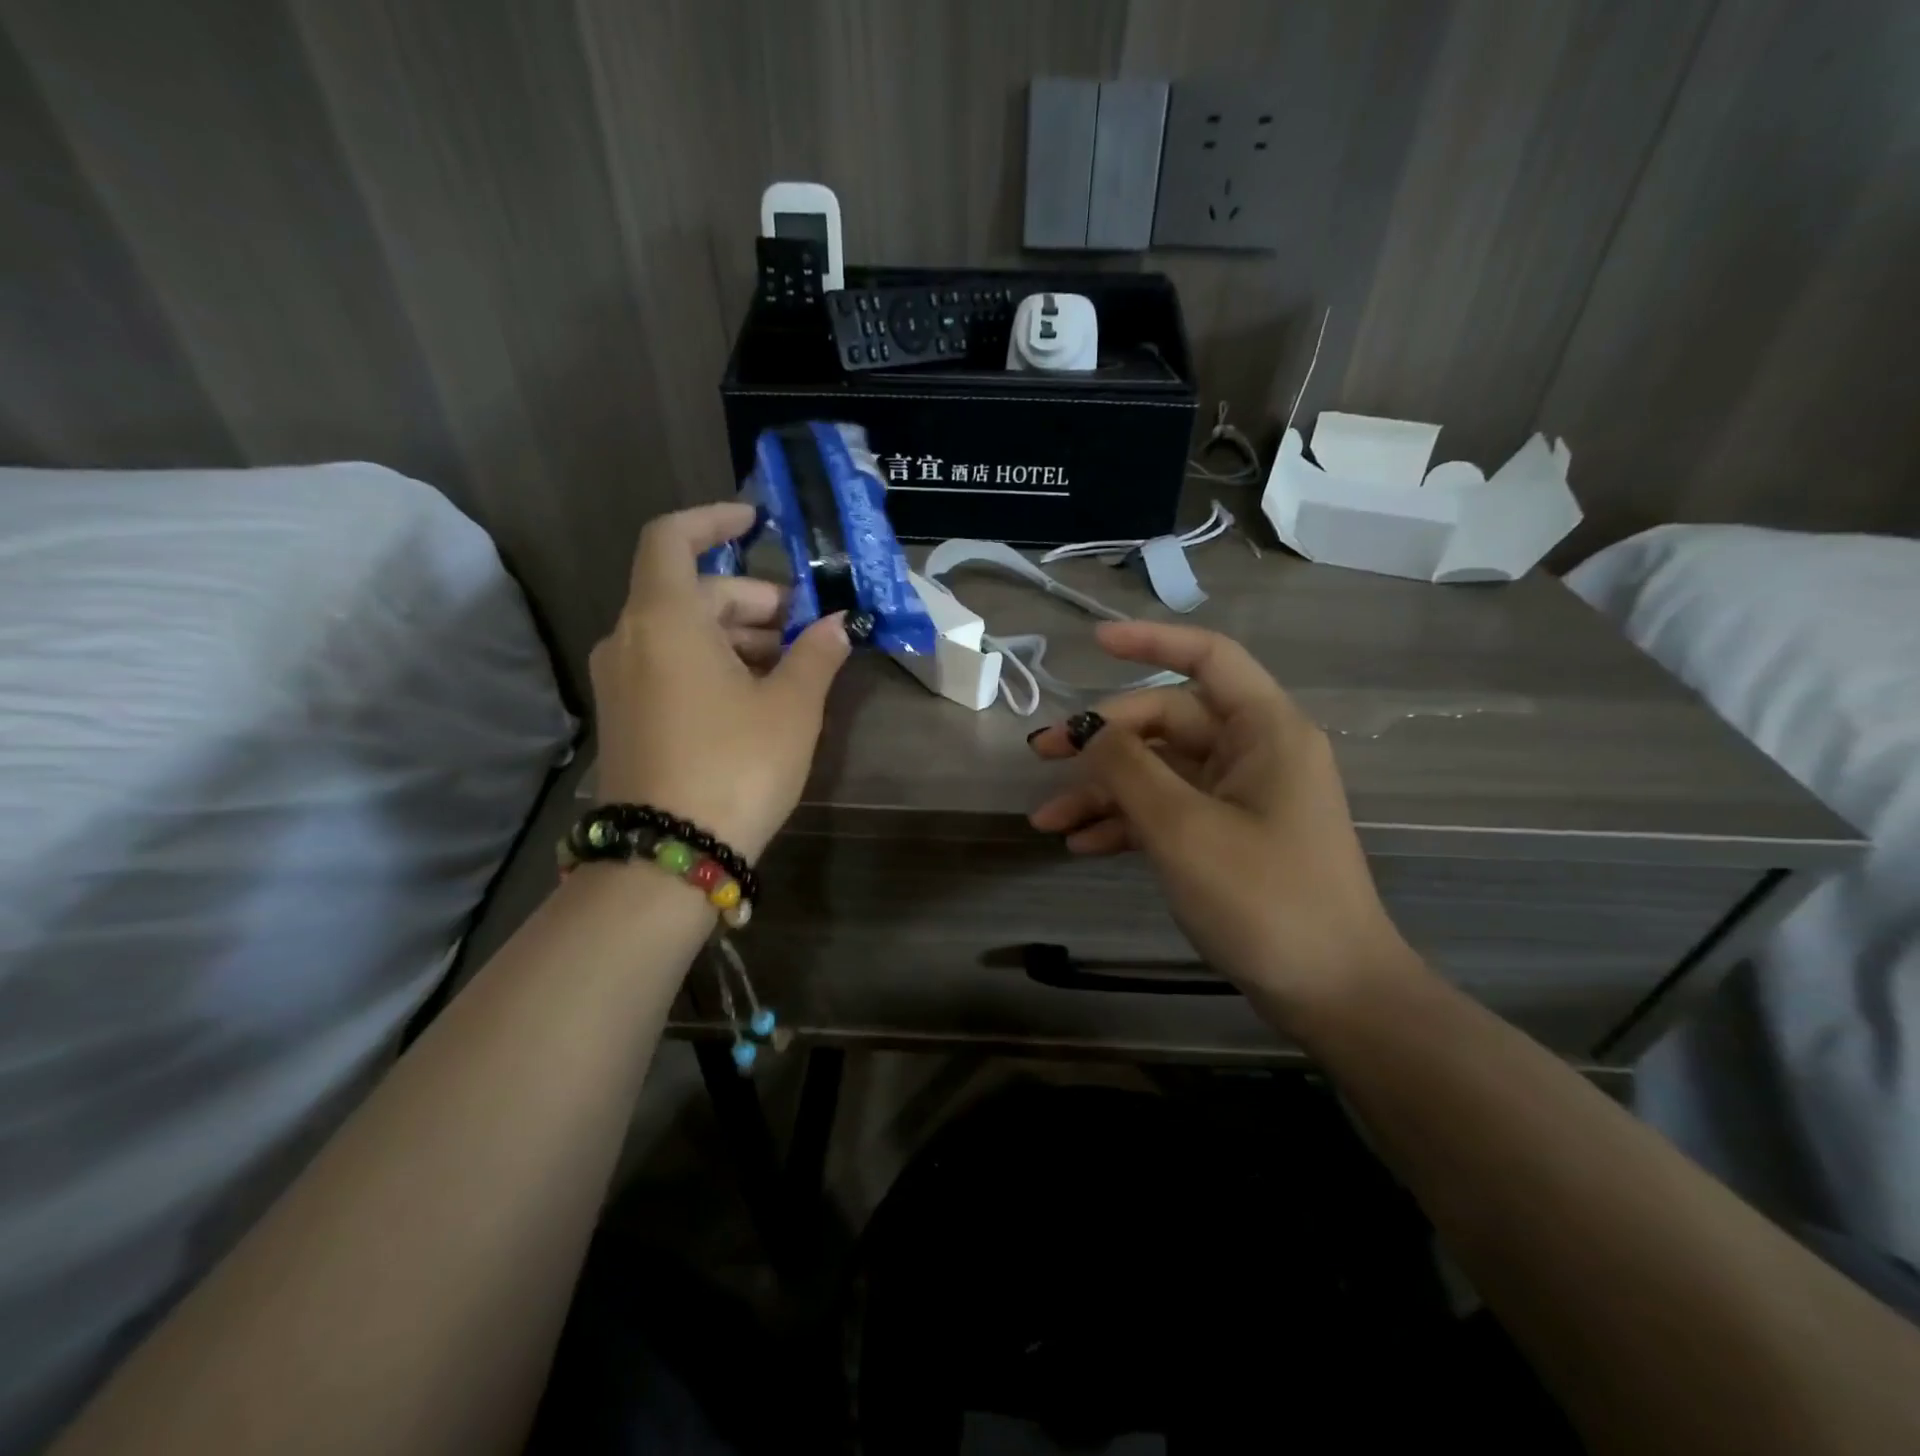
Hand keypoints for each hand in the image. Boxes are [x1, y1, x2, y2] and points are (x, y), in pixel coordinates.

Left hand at [591, 502, 851, 860]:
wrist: (668, 858)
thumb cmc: (735, 766)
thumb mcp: (790, 708)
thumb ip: (815, 655)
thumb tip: (836, 625)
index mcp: (664, 620)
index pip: (673, 539)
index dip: (714, 519)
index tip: (758, 520)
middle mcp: (629, 640)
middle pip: (689, 592)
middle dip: (751, 599)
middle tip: (803, 627)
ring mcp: (621, 681)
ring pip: (680, 632)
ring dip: (735, 635)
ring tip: (790, 665)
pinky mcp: (625, 716)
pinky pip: (668, 666)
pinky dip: (711, 663)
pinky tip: (755, 695)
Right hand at [1027, 621, 1416, 1031]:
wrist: (1332, 993)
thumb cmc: (1265, 899)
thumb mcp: (1183, 828)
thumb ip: (1129, 769)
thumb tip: (1090, 729)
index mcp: (1264, 730)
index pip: (1208, 657)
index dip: (1151, 641)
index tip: (1093, 643)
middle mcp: (1255, 753)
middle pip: (1168, 722)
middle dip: (1103, 739)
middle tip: (1041, 755)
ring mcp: (1242, 798)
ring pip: (1160, 772)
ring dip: (1103, 791)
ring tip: (1046, 820)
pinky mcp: (1230, 837)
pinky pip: (1169, 811)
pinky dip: (1126, 823)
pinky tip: (1080, 844)